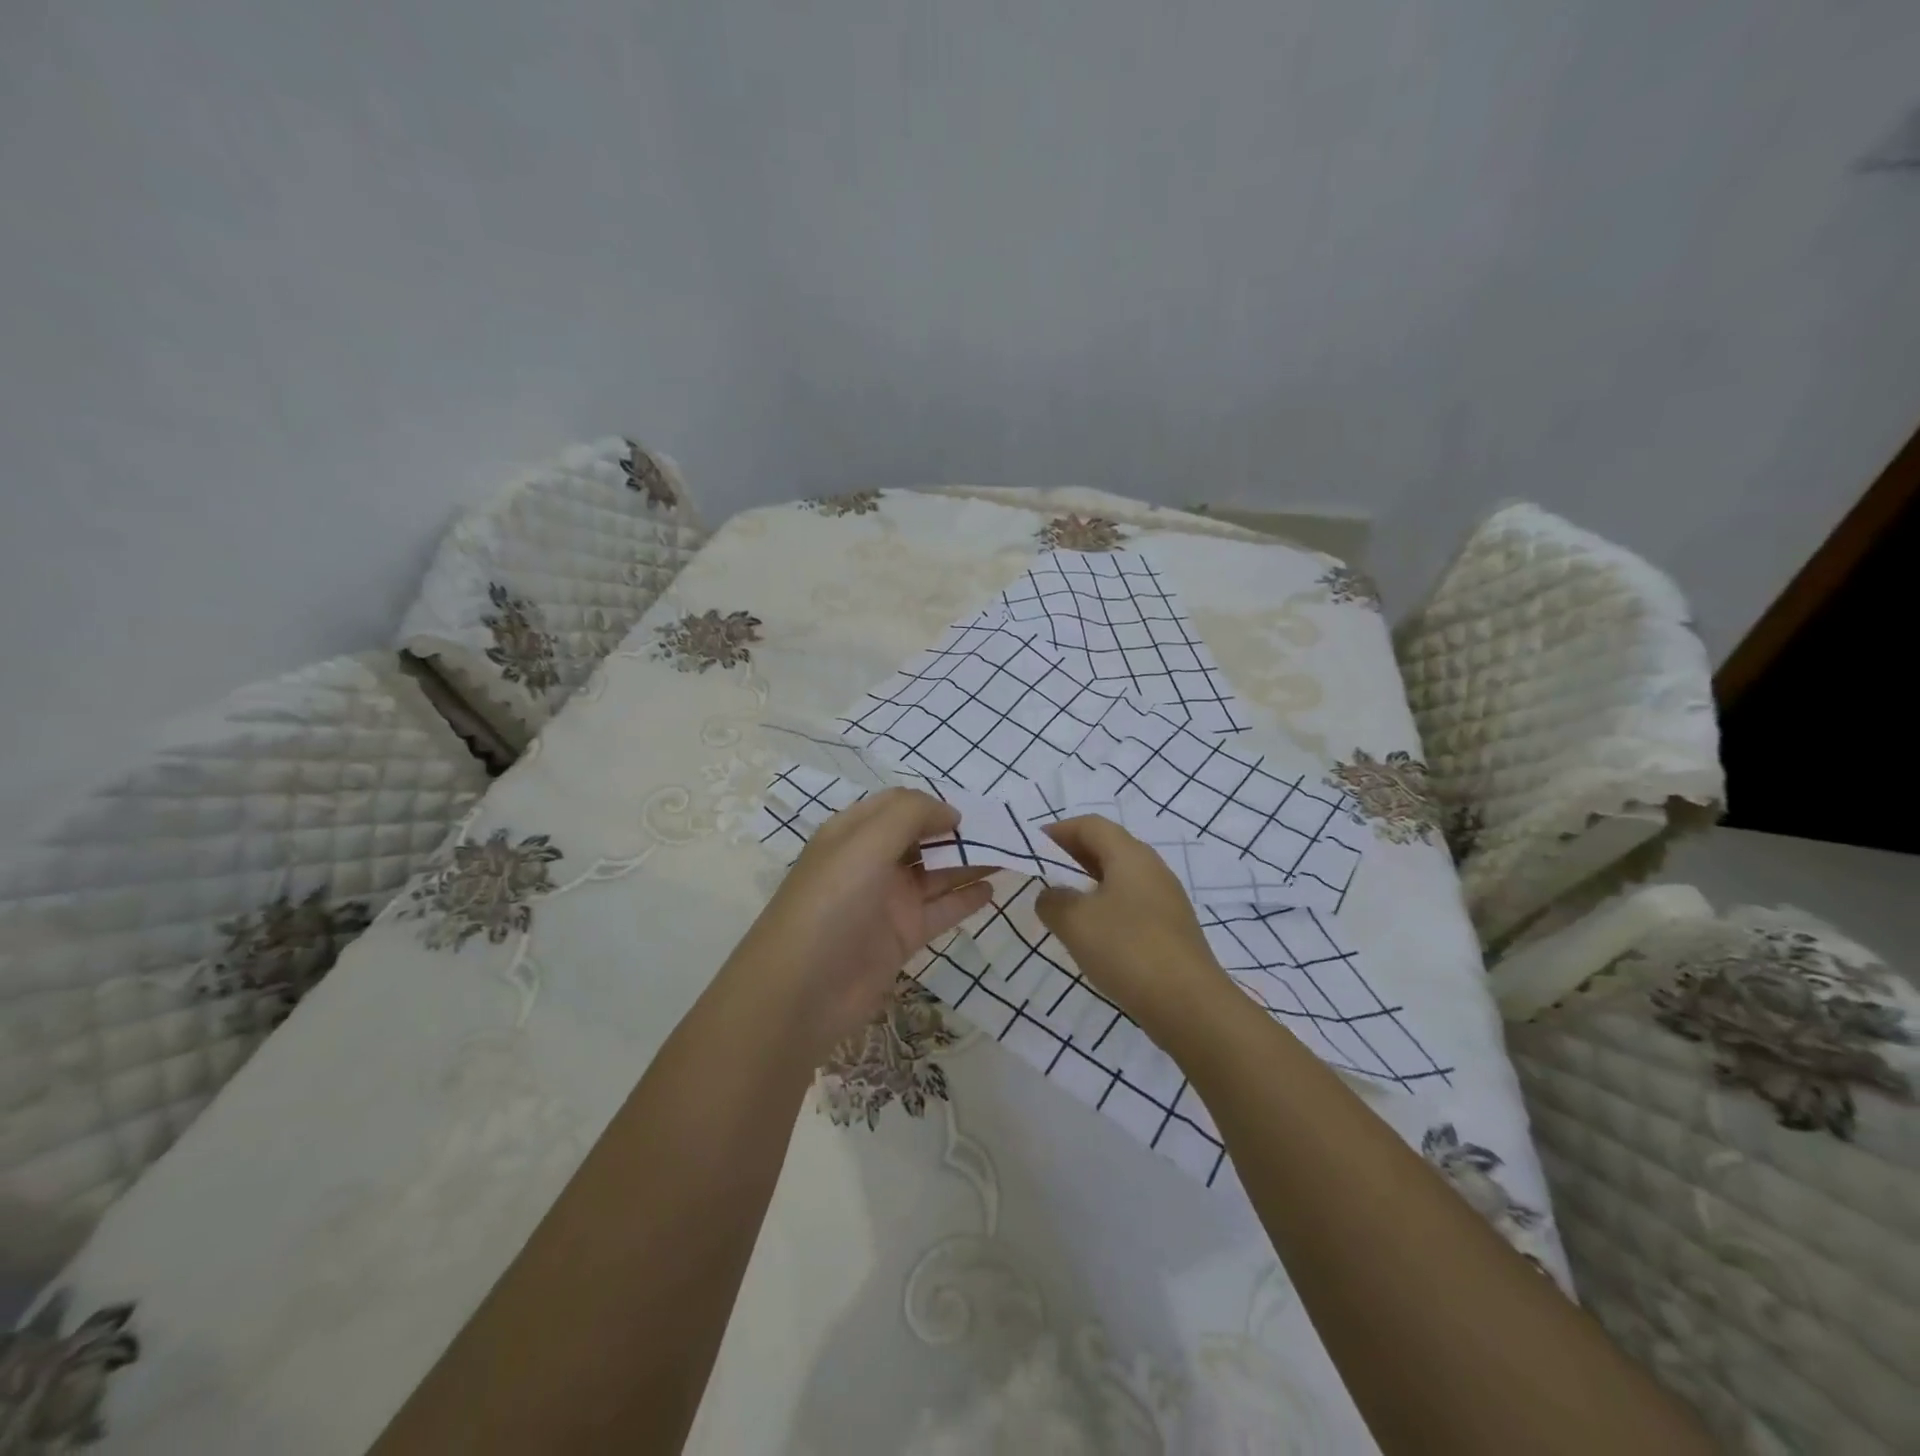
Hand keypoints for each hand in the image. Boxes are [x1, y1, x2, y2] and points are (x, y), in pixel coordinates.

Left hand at [726, 788, 995, 1063]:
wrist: (801, 991)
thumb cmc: (832, 902)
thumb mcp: (865, 843)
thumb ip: (911, 815)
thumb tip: (951, 812)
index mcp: (854, 833)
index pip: (899, 806)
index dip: (934, 805)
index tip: (971, 813)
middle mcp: (871, 862)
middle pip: (922, 838)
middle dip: (958, 833)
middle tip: (1004, 832)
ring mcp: (888, 901)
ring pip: (937, 873)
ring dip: (970, 862)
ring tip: (1010, 855)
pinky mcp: (902, 936)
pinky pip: (940, 910)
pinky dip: (966, 899)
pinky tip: (993, 890)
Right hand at [1036, 816, 1234, 1042]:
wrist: (1189, 1004)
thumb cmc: (1126, 949)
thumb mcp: (1075, 922)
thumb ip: (1052, 901)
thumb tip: (1051, 895)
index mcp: (1130, 855)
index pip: (1091, 825)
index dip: (1059, 830)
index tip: (1033, 847)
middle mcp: (1152, 868)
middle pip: (1108, 847)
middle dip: (1073, 855)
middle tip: (1044, 873)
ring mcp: (1166, 899)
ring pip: (1121, 877)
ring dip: (1090, 883)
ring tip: (1063, 904)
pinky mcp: (1172, 929)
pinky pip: (1132, 903)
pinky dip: (1107, 907)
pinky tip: (1093, 933)